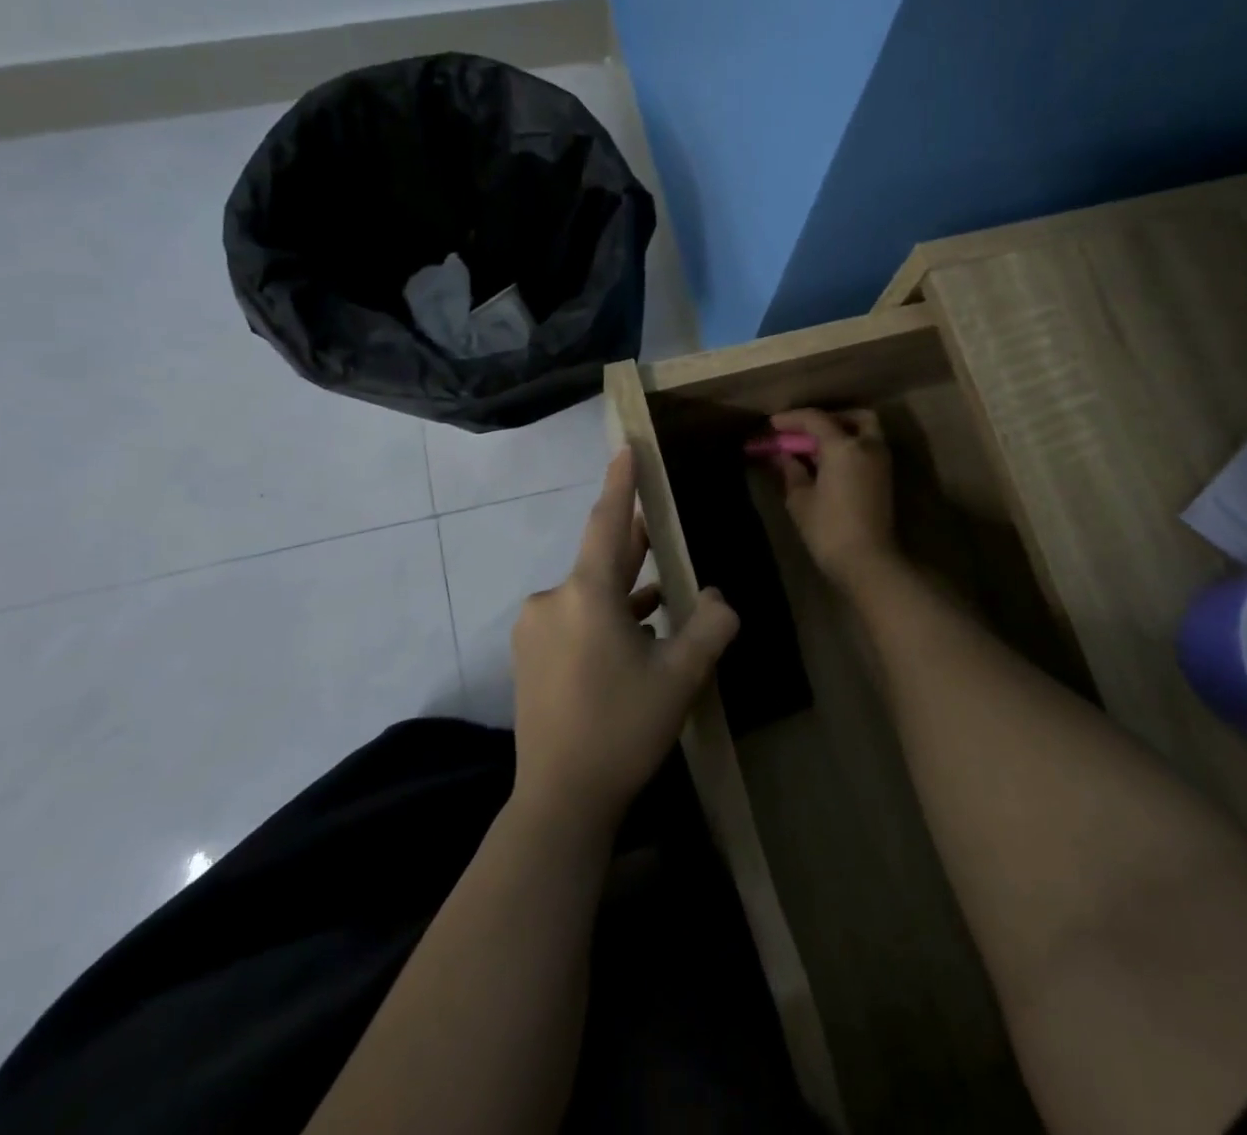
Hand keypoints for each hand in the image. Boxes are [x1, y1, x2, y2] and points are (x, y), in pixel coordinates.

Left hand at [510, 447, 739, 832]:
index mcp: (586, 594)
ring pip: (589, 593)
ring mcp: (535, 628)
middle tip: (660, 522)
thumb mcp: (681, 675)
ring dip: (623, 589)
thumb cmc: (623, 729)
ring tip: (661, 588)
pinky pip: (574, 617)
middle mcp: (552, 600)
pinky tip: (634, 631)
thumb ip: (709, 626)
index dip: (621, 483)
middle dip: (632, 542)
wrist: (560, 799)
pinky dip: (605, 616)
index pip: (607, 523)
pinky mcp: (530, 655)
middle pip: (601, 559)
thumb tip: (717, 598)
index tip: (627, 447)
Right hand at [768, 408, 898, 587]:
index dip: (791, 419)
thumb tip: (784, 456)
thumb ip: (791, 470)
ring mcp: (881, 461)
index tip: (772, 424)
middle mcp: (867, 446)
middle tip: (803, 432)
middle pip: (850, 417)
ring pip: (864, 431)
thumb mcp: (800, 499)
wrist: (868, 562)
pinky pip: (867, 448)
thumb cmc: (828, 530)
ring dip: (841, 431)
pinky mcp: (885, 478)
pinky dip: (850, 446)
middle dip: (826, 419)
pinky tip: (829, 463)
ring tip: (815, 449)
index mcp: (844, 447)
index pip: (815, 419)